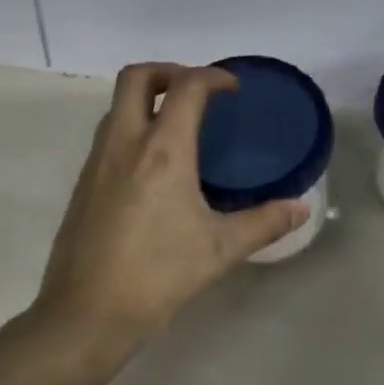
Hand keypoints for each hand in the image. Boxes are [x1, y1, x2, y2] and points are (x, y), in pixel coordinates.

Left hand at [33, 63, 307, 354]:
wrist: (86, 313)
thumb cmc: (159, 275)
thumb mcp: (220, 249)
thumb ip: (264, 222)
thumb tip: (301, 208)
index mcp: (162, 151)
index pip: (185, 88)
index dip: (212, 76)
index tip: (232, 89)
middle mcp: (124, 144)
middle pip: (135, 77)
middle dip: (168, 71)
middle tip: (196, 93)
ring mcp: (96, 162)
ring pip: (116, 106)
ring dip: (146, 101)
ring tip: (177, 126)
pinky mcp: (82, 184)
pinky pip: (107, 137)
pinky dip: (131, 130)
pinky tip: (153, 169)